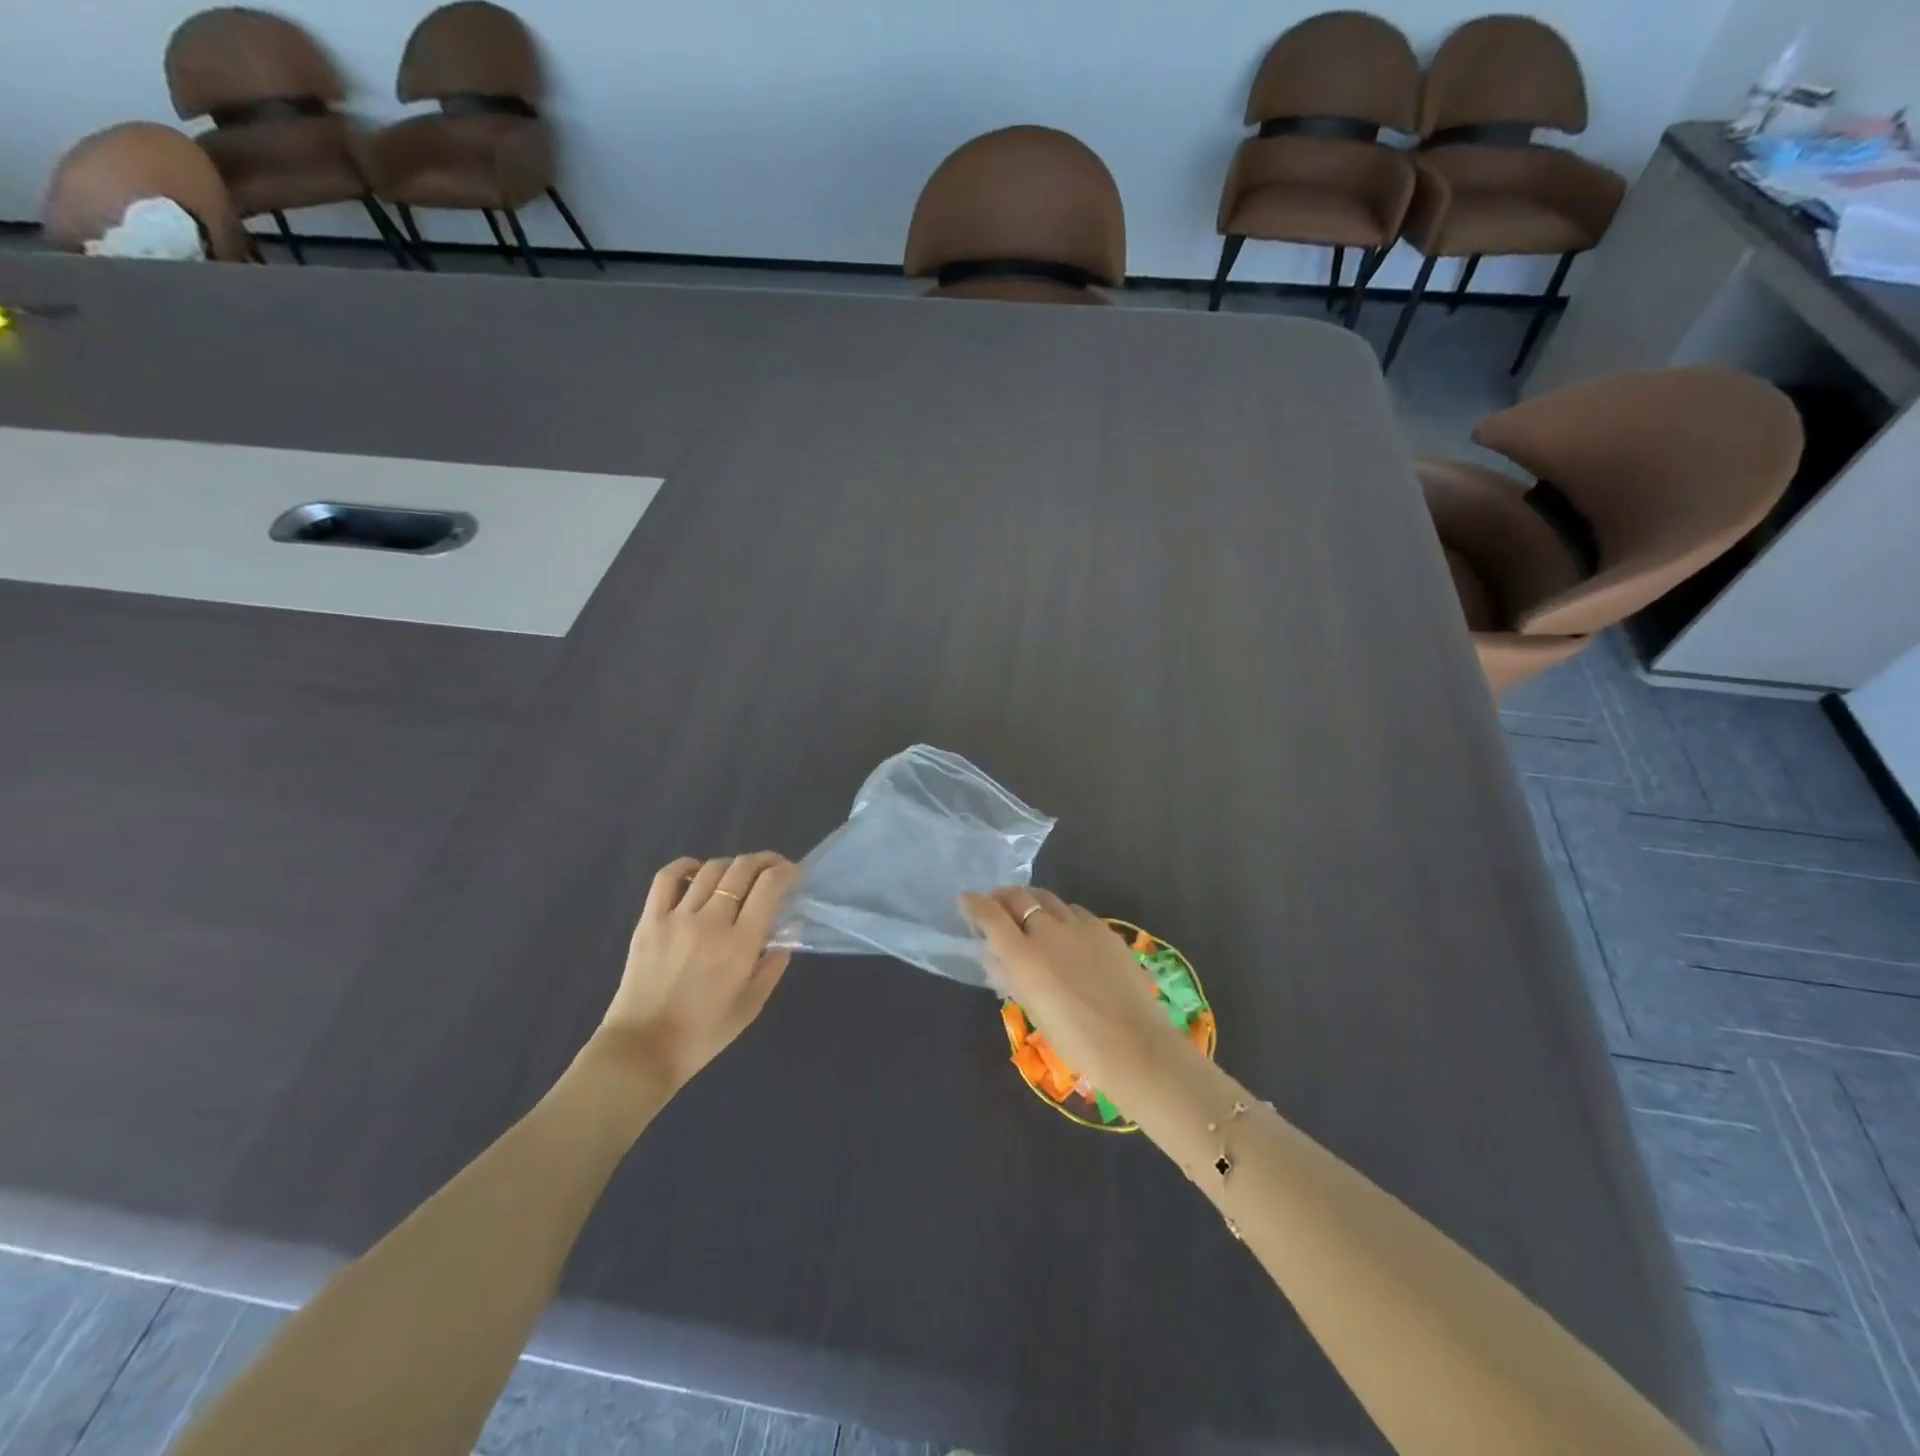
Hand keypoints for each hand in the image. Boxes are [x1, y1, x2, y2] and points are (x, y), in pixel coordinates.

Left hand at [598, 852, 799, 1091]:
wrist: (643, 1050)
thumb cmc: (704, 1034)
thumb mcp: (752, 1005)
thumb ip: (773, 966)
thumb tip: (785, 934)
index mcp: (740, 944)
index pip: (770, 886)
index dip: (787, 871)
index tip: (794, 874)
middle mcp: (711, 921)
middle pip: (742, 869)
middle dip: (764, 861)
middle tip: (772, 869)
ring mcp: (677, 917)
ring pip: (711, 869)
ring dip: (732, 866)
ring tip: (738, 877)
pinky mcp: (650, 920)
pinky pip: (667, 878)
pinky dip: (686, 866)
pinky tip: (697, 871)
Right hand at [960, 887, 1187, 1095]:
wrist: (1134, 1045)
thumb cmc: (1075, 1040)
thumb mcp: (1033, 1009)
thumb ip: (1010, 977)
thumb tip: (995, 956)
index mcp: (1023, 954)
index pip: (990, 915)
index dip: (974, 904)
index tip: (966, 899)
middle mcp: (1048, 930)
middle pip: (1019, 896)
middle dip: (1003, 897)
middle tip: (998, 906)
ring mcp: (1080, 926)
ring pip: (1048, 899)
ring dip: (1033, 902)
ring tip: (1031, 915)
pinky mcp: (1105, 930)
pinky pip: (1075, 912)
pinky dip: (1062, 915)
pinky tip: (1067, 931)